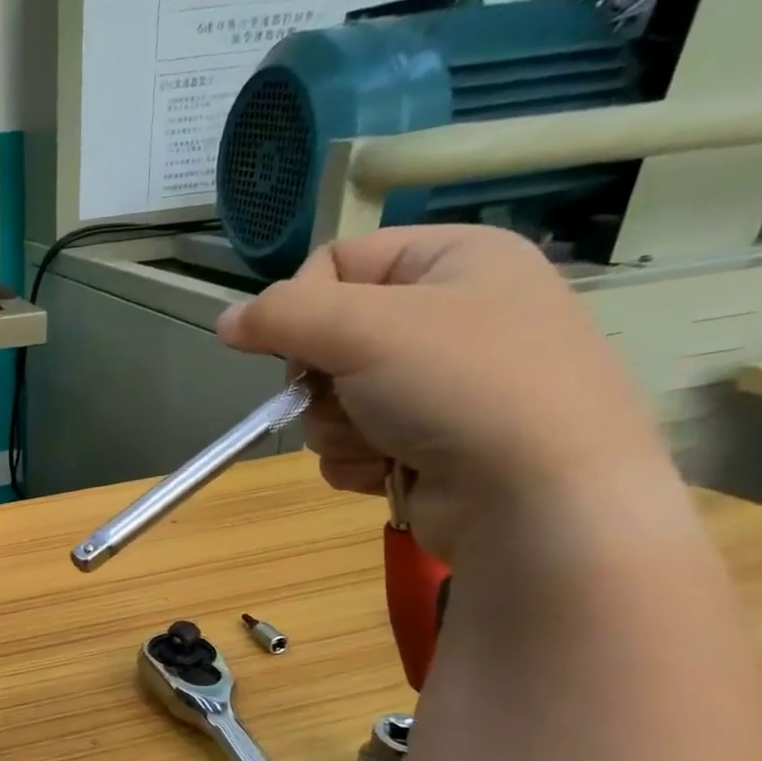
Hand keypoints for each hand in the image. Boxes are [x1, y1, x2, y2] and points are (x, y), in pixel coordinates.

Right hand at [216, 225, 675, 559]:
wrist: (536, 499)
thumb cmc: (461, 388)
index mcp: (451, 261)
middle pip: (325, 341)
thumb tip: (225, 322)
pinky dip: (356, 460)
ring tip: (382, 441)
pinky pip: (349, 443)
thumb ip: (282, 316)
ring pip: (329, 400)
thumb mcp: (364, 330)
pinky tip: (390, 469)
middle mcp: (446, 317)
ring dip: (336, 427)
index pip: (336, 263)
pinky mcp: (423, 443)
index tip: (304, 346)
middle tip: (349, 395)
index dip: (303, 306)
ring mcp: (436, 386)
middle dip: (321, 382)